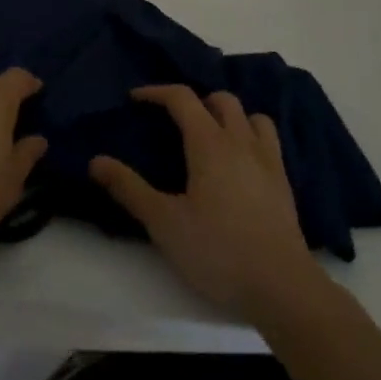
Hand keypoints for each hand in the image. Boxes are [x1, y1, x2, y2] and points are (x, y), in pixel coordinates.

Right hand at [90, 85, 325, 322]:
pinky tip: (240, 162)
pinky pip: (269, 140)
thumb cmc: (218, 251)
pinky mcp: (284, 182)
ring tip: (210, 135)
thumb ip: (129, 189)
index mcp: (209, 143)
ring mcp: (268, 160)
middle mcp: (240, 141)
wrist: (282, 287)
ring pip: (250, 115)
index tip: (136, 98)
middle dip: (195, 101)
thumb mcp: (164, 223)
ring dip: (228, 115)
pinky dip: (251, 136)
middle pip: (220, 99)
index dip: (157, 92)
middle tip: (173, 120)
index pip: (182, 98)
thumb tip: (95, 161)